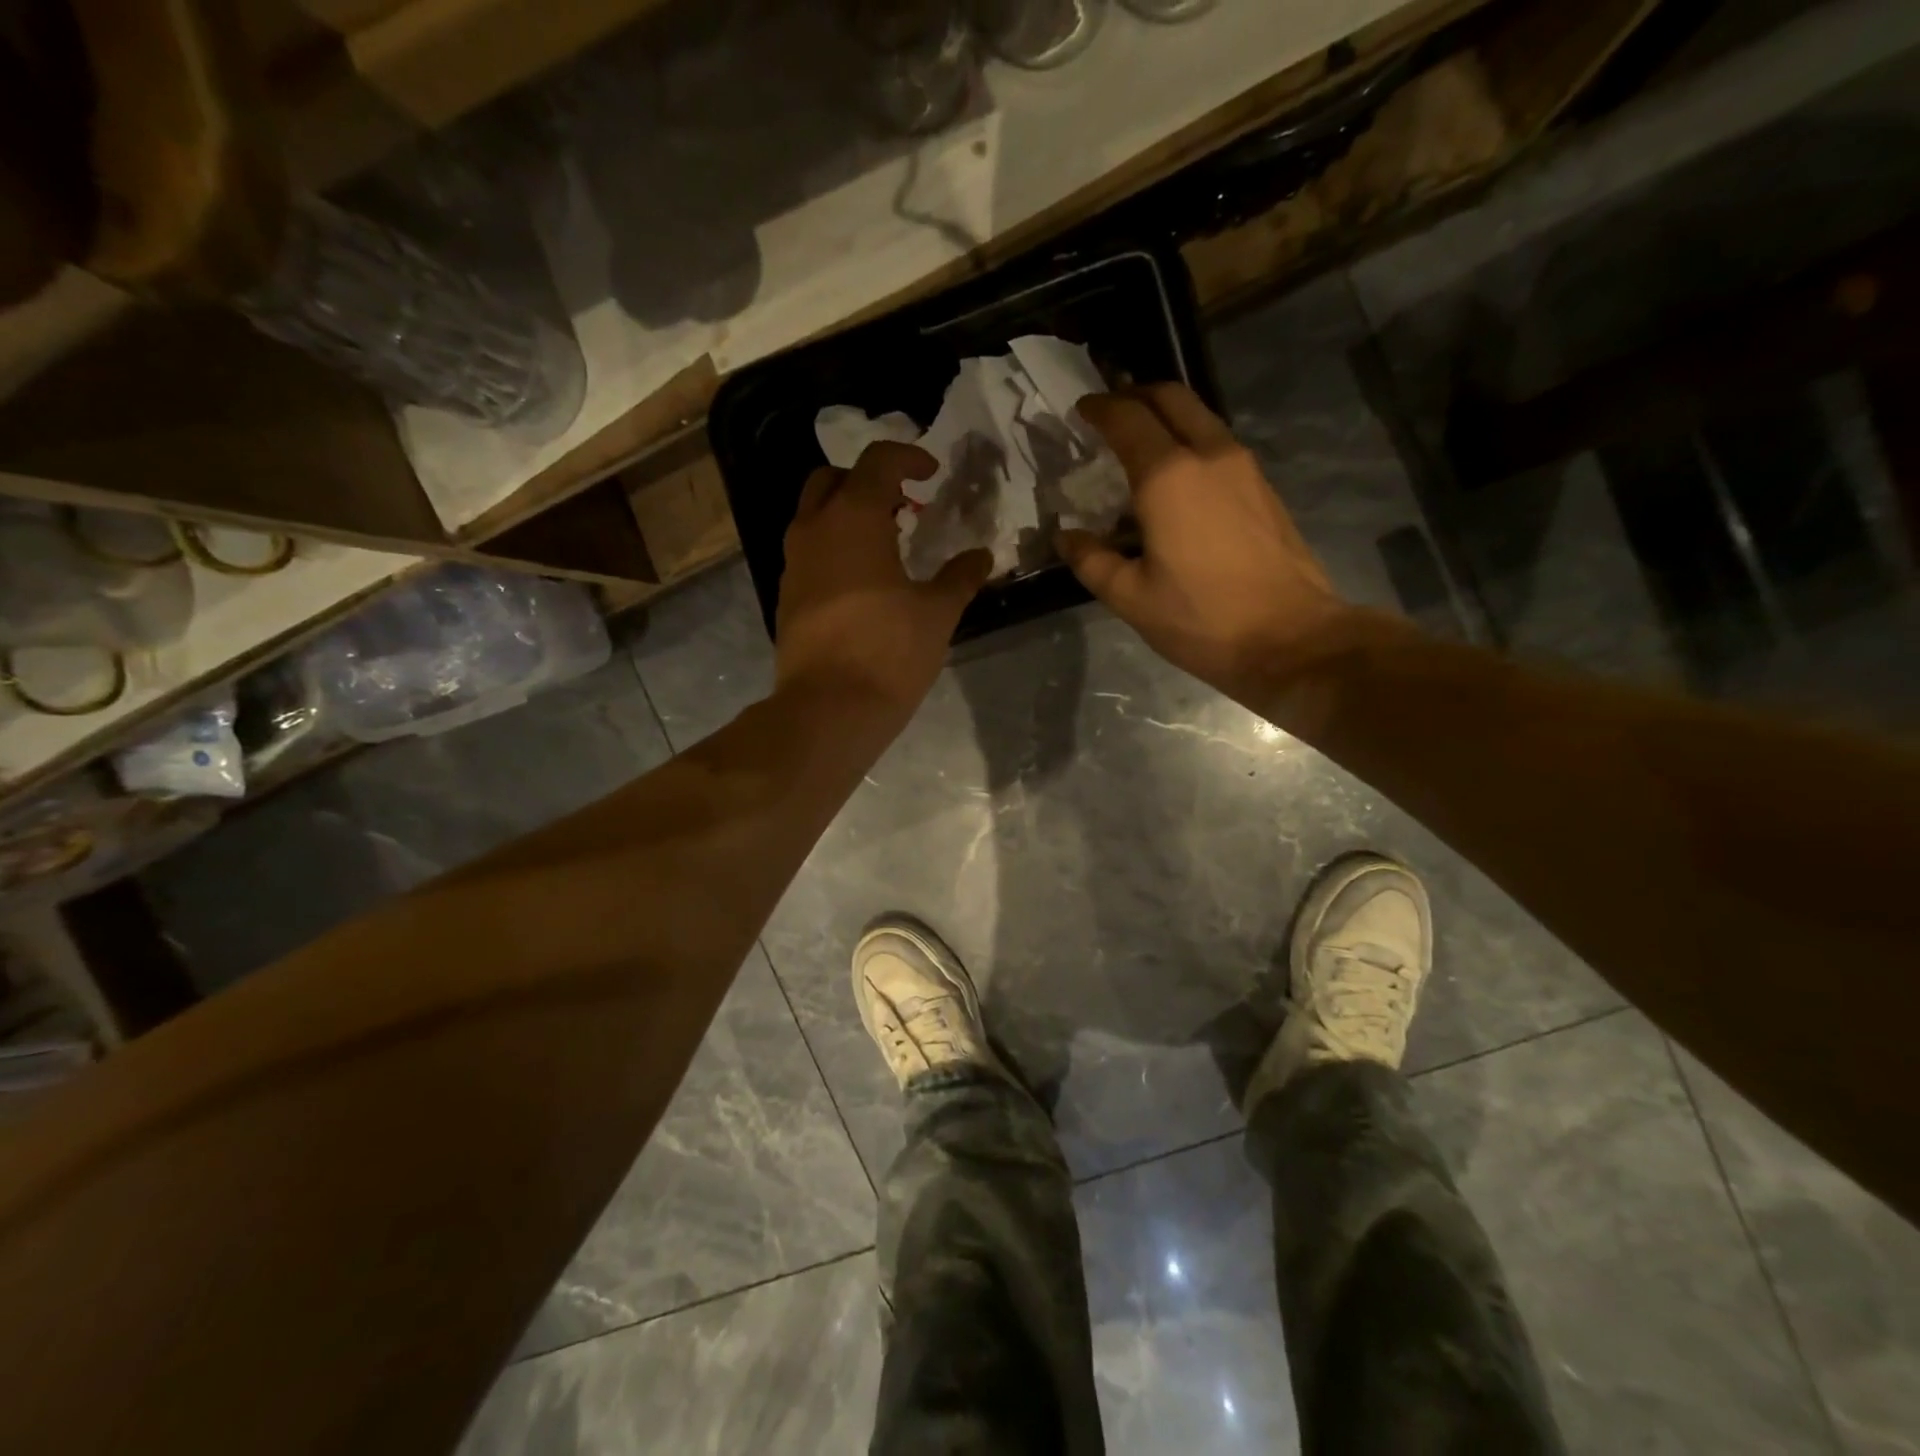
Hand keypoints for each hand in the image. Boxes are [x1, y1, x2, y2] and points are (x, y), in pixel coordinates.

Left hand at [775, 441, 990, 724]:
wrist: (828, 708)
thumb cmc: (889, 651)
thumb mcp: (937, 613)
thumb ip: (960, 577)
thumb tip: (980, 556)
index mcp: (853, 517)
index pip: (878, 461)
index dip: (908, 457)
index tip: (932, 473)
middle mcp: (814, 528)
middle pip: (832, 478)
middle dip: (867, 480)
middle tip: (902, 504)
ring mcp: (793, 562)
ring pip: (814, 515)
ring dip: (846, 514)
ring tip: (885, 542)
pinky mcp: (786, 595)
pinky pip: (808, 551)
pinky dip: (833, 547)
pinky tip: (862, 581)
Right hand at [1056, 384, 1356, 710]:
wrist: (1289, 638)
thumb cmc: (1201, 619)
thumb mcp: (1131, 598)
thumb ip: (1091, 560)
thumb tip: (1067, 536)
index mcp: (1168, 477)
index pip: (1127, 419)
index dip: (1099, 408)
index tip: (1081, 410)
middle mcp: (1209, 456)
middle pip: (1171, 397)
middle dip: (1136, 394)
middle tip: (1111, 410)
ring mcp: (1244, 468)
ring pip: (1200, 417)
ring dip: (1167, 416)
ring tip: (1140, 442)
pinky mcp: (1263, 488)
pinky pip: (1219, 445)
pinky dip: (1190, 442)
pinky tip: (1177, 478)